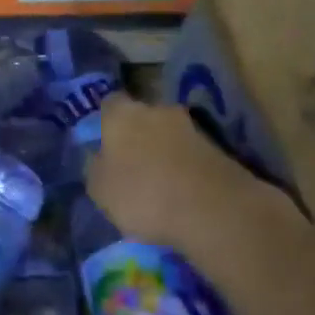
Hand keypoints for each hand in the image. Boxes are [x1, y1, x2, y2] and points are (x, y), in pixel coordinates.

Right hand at [84, 93, 300, 253]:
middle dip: (137, 136)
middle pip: (142, 117)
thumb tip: (99, 158)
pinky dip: (184, 168)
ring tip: (159, 184)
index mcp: (121, 114)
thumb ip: (96, 168)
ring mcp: (191, 127)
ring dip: (163, 152)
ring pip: (168, 135)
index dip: (105, 123)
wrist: (214, 210)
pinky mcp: (218, 148)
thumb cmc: (143, 195)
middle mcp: (156, 110)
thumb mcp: (100, 190)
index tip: (104, 145)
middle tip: (131, 165)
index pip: (108, 104)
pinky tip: (182, 192)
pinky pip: (190, 154)